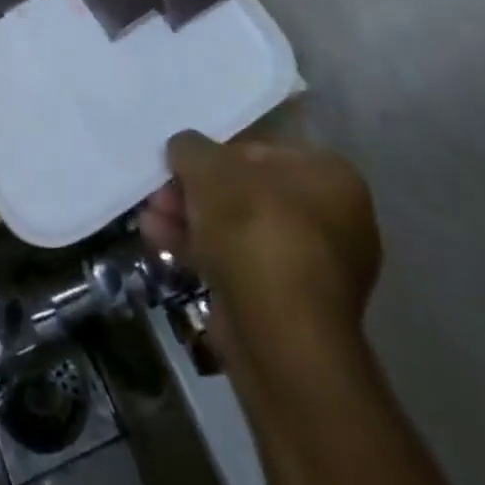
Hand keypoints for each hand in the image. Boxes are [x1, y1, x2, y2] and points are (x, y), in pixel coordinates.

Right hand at [140, 132, 380, 328]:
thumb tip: (184, 151)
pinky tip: (159, 243)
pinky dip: (202, 252)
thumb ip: (191, 148)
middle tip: (159, 193)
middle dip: (195, 192)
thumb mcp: (207, 167)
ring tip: (149, 219)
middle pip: (246, 193)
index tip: (180, 164)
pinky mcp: (290, 308)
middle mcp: (335, 221)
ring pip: (239, 231)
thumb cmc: (253, 229)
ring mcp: (314, 269)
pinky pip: (240, 266)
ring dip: (191, 221)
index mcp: (331, 178)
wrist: (280, 337)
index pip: (261, 151)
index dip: (214, 154)